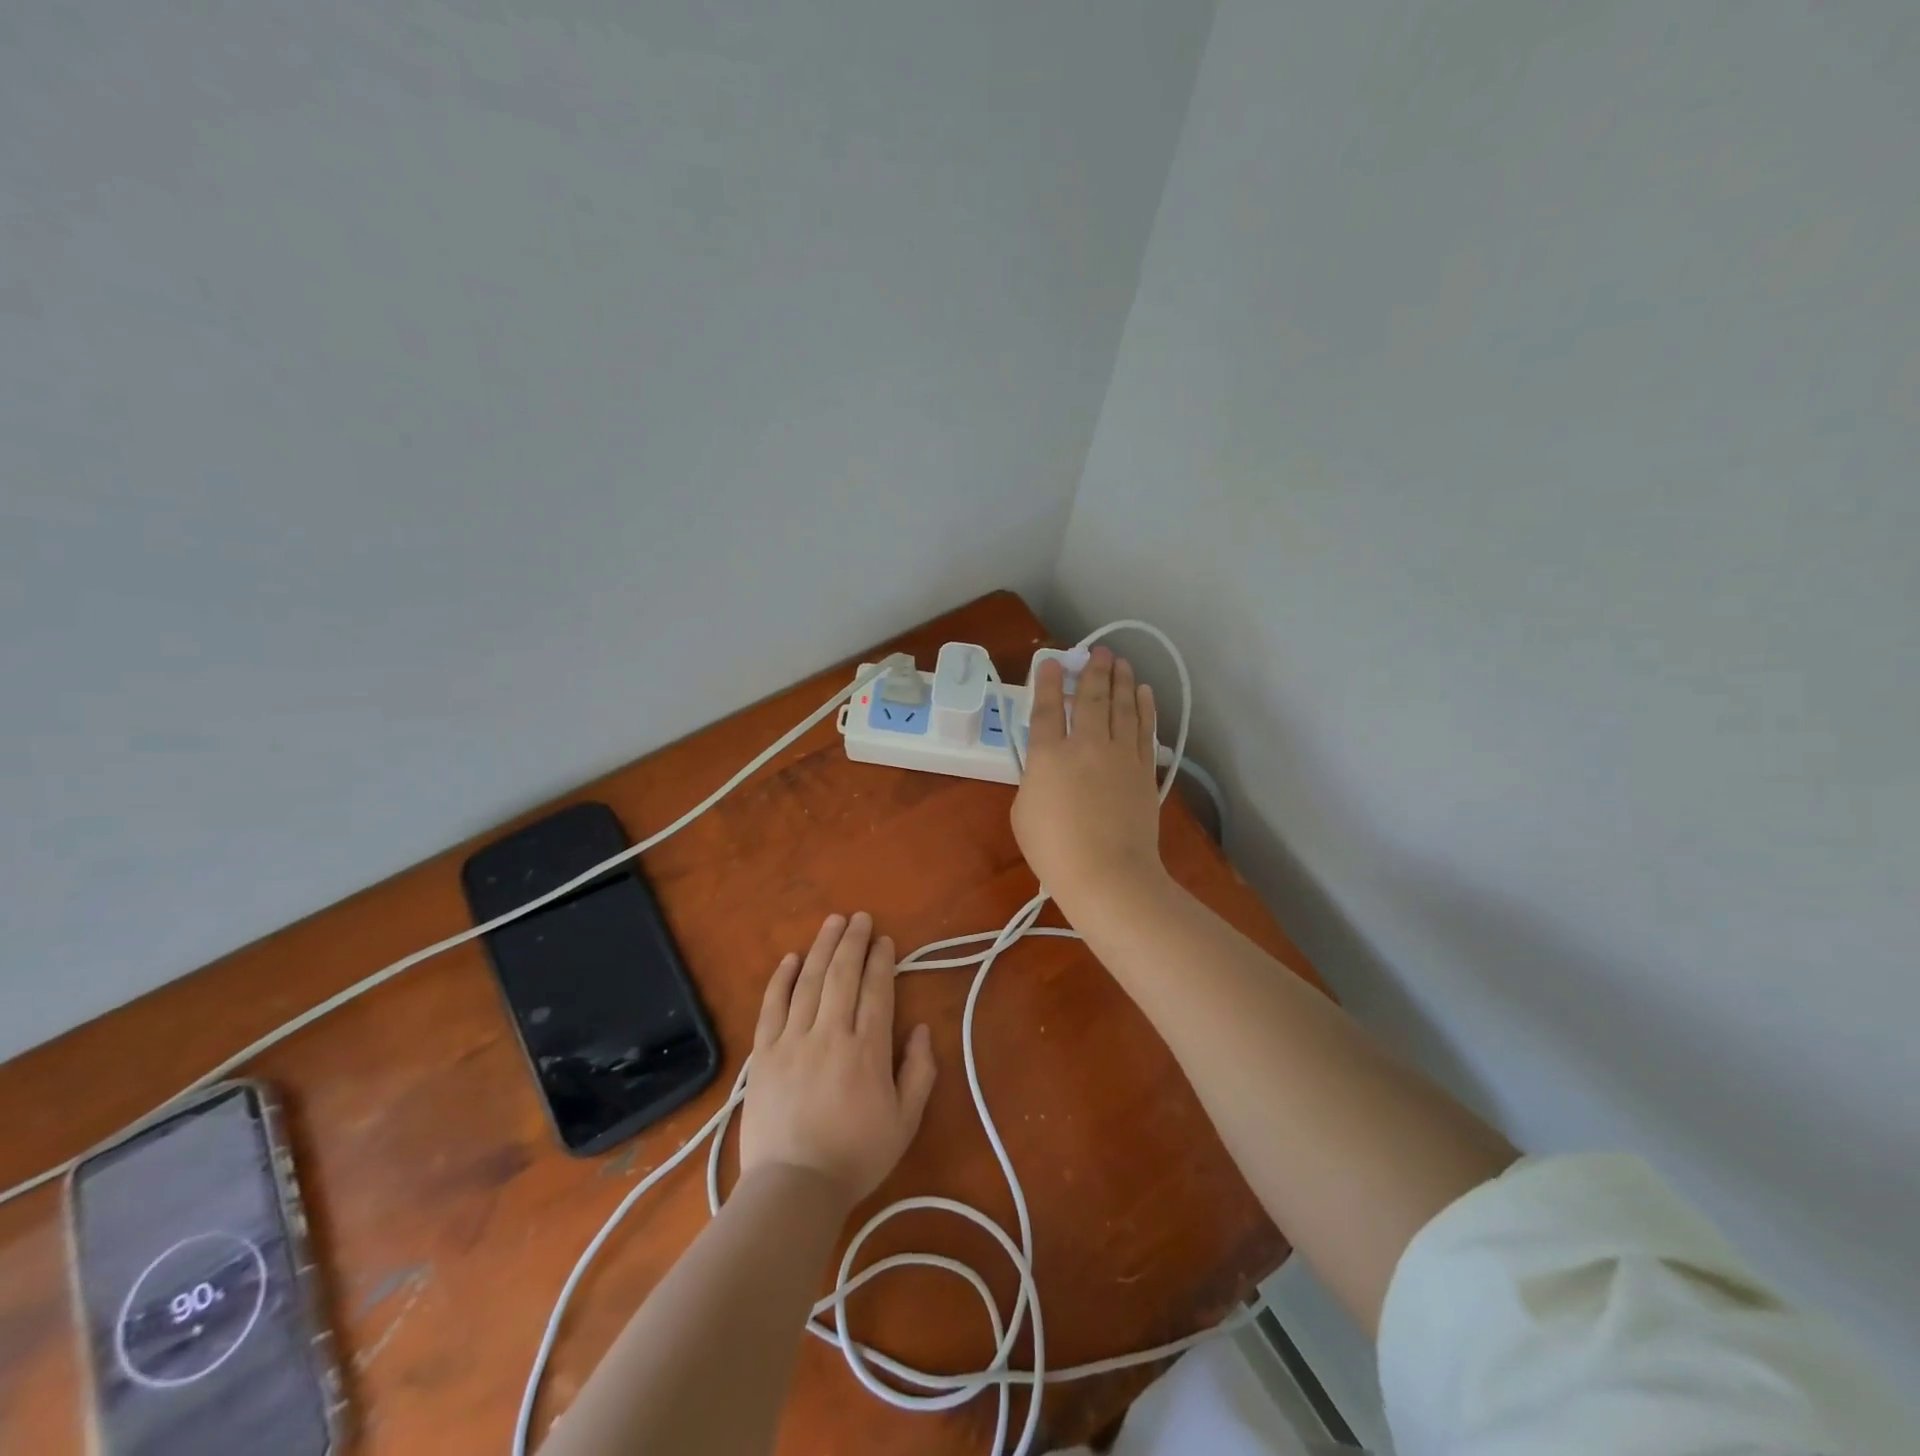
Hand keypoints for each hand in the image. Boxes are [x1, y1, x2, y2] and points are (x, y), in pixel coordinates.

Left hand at [740, 912, 936, 1210]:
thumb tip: (922, 1029)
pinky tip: (791, 958)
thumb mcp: (905, 1122)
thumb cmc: (855, 1157)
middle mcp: (830, 1034)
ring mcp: (792, 1041)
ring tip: (832, 922)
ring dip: (821, 948)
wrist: (793, 1188)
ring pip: (809, 982)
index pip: (876, 991)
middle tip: (859, 917)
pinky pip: (772, 1007)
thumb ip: (919, 1072)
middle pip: (842, 975)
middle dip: (852, 942)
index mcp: (867, 1050)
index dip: (881, 961)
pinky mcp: (763, 1053)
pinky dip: (781, 979)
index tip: (884, 940)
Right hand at [1011, 646, 1168, 914]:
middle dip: (1092, 671)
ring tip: (1120, 662)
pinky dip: (1144, 708)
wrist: (1108, 874)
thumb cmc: (1055, 850)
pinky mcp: (1144, 770)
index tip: (1052, 662)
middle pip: (1091, 698)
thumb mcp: (1023, 812)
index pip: (1047, 708)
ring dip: (1121, 680)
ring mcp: (1120, 755)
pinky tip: (1143, 693)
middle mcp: (1086, 745)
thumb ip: (1034, 779)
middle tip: (1096, 651)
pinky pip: (1145, 729)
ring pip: (1122, 707)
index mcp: (1048, 755)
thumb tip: (1047, 768)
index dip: (1048, 681)